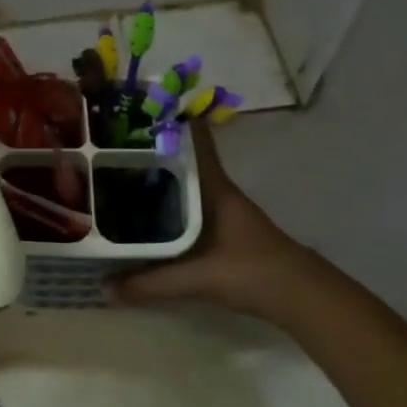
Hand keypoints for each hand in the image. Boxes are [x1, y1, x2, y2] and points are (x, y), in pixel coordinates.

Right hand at [112, 123, 321, 326]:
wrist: (302, 298)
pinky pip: (187, 207)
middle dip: (149, 151)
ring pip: (183, 184)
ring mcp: (222, 209)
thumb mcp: (197, 278)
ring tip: (116, 176)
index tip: (138, 108)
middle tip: (107, 145)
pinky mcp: (224, 230)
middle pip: (181, 160)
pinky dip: (166, 205)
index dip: (171, 119)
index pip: (194, 139)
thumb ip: (150, 284)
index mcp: (213, 186)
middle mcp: (216, 190)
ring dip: (157, 179)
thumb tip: (104, 288)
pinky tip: (145, 217)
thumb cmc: (252, 271)